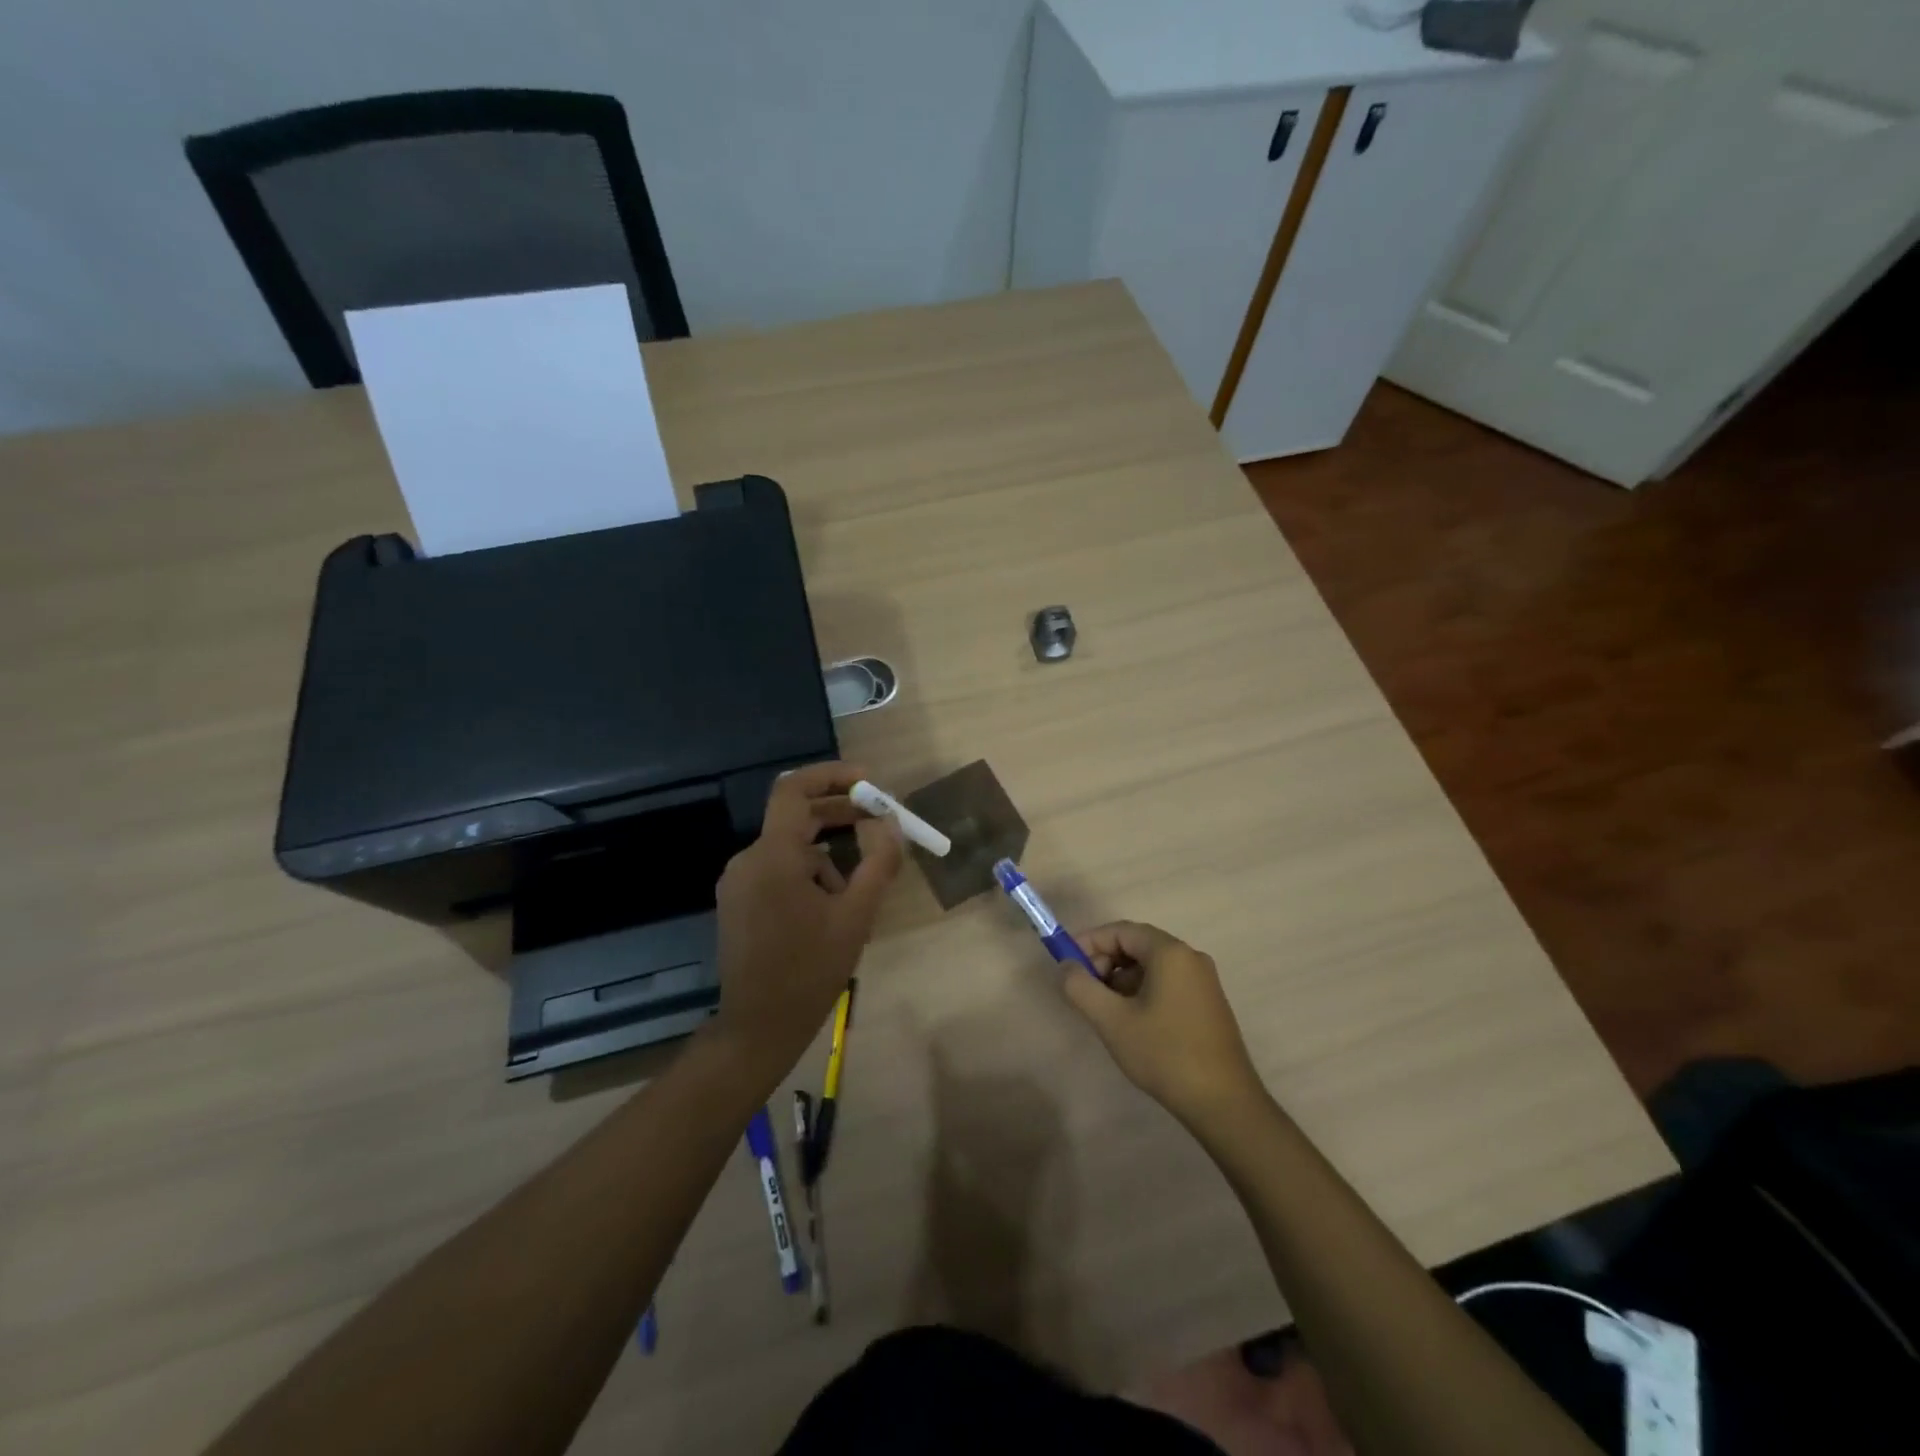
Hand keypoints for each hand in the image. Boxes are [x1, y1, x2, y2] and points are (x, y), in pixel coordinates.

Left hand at [708, 762, 903, 1081]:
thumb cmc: (810, 971)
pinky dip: (808, 875)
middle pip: (796, 817)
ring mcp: (738, 882)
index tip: (868, 782)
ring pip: (791, 849)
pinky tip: (831, 909)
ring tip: (857, 894)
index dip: (831, 776)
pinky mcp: (738, 901)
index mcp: (774, 856)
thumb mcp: (856, 916)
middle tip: (879, 822)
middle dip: (840, 815)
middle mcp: (748, 859)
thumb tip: (891, 823)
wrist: (758, 1027)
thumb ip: (878, 863)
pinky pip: (778, 870)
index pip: (795, 790)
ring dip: (828, 857)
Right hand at [1063, 922, 1265, 1128]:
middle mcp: (1190, 957)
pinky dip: (1142, 991)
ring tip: (1105, 1011)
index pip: (1121, 930)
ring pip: (1151, 966)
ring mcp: (1203, 981)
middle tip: (1085, 990)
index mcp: (1170, 953)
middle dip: (1105, 961)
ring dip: (1122, 979)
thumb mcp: (1112, 1021)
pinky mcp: (1208, 1003)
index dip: (1089, 942)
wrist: (1224, 1103)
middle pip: (1137, 944)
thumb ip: (1081, 987)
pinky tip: (1132, 1022)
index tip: (1066, 964)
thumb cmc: (1164, 1054)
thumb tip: (1066, 966)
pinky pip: (1167, 982)